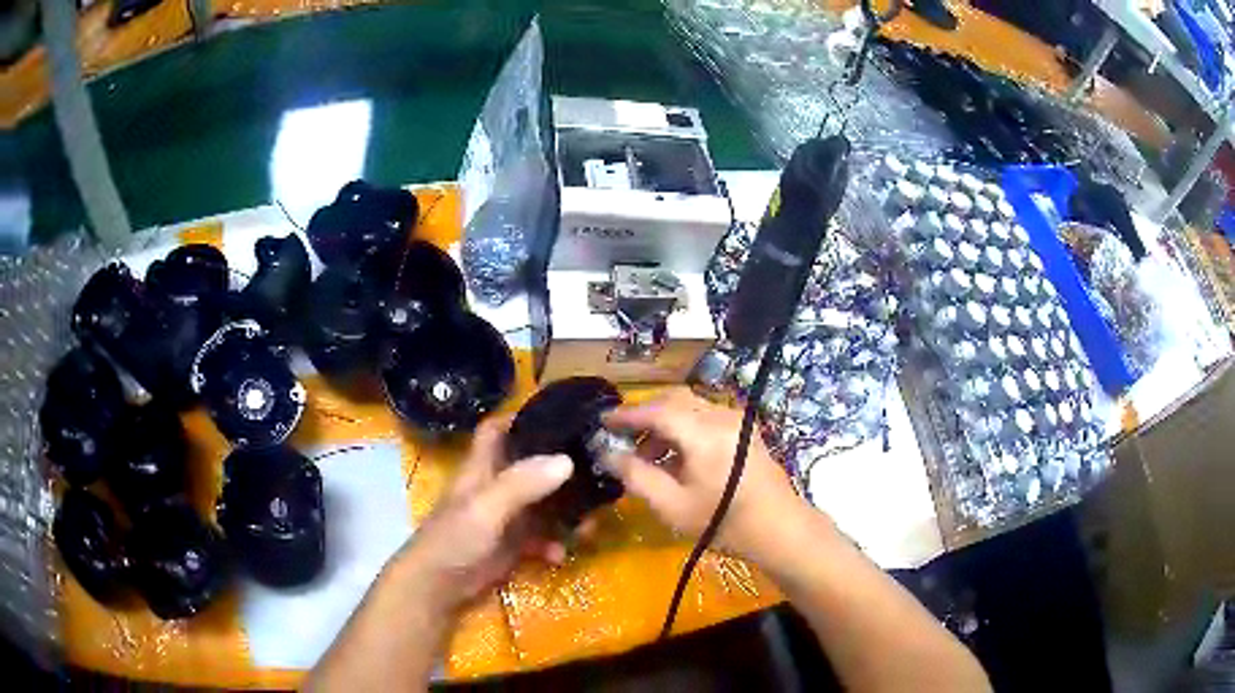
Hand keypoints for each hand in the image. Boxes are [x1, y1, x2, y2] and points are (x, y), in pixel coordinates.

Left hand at [392, 416, 573, 614]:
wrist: (439, 588)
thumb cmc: (454, 539)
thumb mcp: (486, 508)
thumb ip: (522, 483)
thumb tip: (567, 460)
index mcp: (482, 467)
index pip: (497, 429)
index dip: (521, 417)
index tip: (560, 415)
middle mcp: (496, 486)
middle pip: (530, 465)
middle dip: (560, 467)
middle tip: (597, 470)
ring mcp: (506, 517)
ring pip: (543, 503)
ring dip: (566, 512)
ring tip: (591, 522)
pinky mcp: (513, 544)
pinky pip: (542, 537)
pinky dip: (554, 543)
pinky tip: (560, 554)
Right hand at [600, 387, 818, 563]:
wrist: (779, 530)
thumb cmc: (722, 522)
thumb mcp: (672, 506)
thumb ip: (637, 476)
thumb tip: (609, 454)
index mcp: (703, 432)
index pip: (656, 411)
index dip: (626, 415)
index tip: (602, 421)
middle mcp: (721, 416)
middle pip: (674, 401)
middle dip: (645, 416)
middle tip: (622, 438)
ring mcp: (737, 421)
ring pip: (691, 408)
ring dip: (665, 424)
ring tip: (648, 457)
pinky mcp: (746, 430)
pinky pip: (707, 417)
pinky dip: (685, 429)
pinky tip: (677, 458)